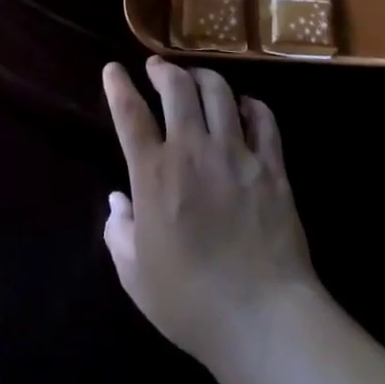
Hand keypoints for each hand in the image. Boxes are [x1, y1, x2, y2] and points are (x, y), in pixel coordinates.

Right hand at [102, 58, 318, 372]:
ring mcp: (235, 153)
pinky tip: (244, 107)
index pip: (130, 114)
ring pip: (219, 92)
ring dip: (203, 76)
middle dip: (163, 69)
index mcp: (154, 174)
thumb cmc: (191, 303)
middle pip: (177, 88)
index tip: (113, 69)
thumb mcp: (136, 276)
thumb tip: (118, 200)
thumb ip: (119, 232)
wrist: (264, 318)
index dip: (118, 86)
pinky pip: (263, 119)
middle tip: (156, 66)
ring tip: (196, 78)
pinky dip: (251, 105)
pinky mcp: (271, 166)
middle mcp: (193, 151)